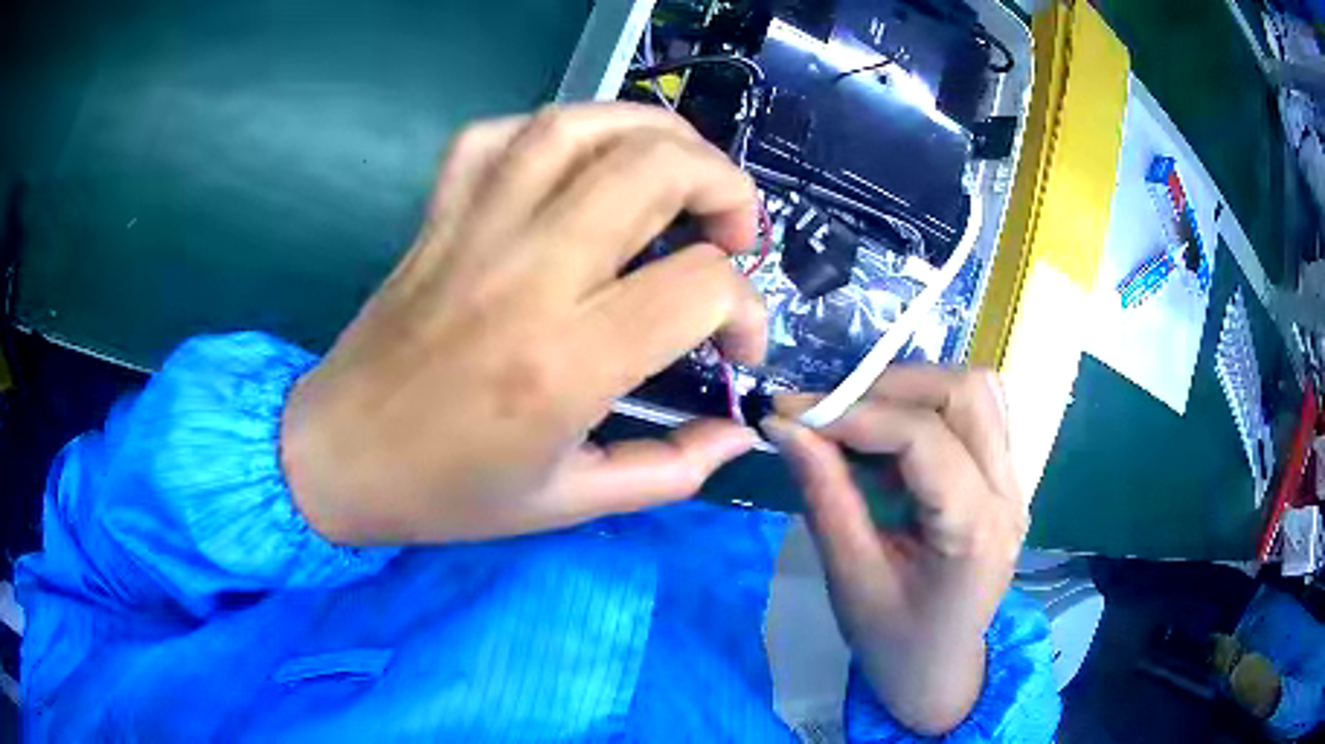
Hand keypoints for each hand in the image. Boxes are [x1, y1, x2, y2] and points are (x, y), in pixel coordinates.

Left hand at [281, 104, 767, 544]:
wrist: (337, 457)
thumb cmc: (447, 491)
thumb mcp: (569, 504)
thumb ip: (670, 471)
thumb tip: (743, 436)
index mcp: (564, 363)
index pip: (700, 287)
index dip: (746, 310)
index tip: (737, 348)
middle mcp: (526, 274)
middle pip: (654, 167)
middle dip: (725, 185)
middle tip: (734, 232)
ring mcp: (474, 230)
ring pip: (580, 126)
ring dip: (654, 133)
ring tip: (680, 173)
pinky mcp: (439, 215)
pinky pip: (499, 136)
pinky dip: (557, 132)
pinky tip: (579, 168)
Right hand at [765, 366, 1027, 735]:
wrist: (939, 673)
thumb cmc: (892, 642)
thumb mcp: (850, 577)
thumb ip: (824, 494)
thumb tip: (784, 427)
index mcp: (975, 531)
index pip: (924, 437)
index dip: (855, 413)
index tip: (792, 413)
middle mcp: (1008, 495)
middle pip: (966, 392)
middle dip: (889, 386)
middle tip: (827, 410)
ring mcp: (1014, 484)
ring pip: (977, 393)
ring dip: (913, 390)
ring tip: (859, 420)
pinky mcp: (1004, 481)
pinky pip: (975, 415)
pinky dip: (927, 408)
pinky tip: (889, 442)